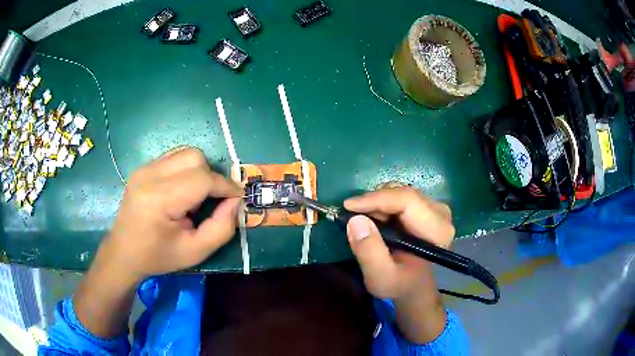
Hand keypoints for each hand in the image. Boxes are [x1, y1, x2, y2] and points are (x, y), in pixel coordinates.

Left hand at [98, 147, 241, 281]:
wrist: (124, 252)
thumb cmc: (158, 256)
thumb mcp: (196, 252)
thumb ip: (222, 228)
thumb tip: (234, 201)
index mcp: (159, 200)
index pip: (202, 179)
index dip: (225, 186)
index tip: (237, 197)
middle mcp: (149, 176)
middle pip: (194, 157)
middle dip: (211, 176)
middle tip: (212, 200)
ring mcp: (144, 168)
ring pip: (185, 152)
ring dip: (199, 170)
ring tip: (194, 196)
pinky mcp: (142, 167)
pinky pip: (174, 157)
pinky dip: (186, 169)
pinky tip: (181, 190)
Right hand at [344, 185, 453, 299]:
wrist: (412, 284)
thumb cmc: (398, 283)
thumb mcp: (380, 277)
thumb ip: (369, 252)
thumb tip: (356, 220)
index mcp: (437, 231)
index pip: (408, 201)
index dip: (377, 199)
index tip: (349, 206)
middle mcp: (441, 213)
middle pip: (403, 193)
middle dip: (375, 203)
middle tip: (356, 220)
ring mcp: (435, 207)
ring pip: (400, 191)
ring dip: (378, 204)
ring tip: (369, 225)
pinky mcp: (427, 206)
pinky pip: (400, 194)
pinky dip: (383, 204)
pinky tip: (378, 221)